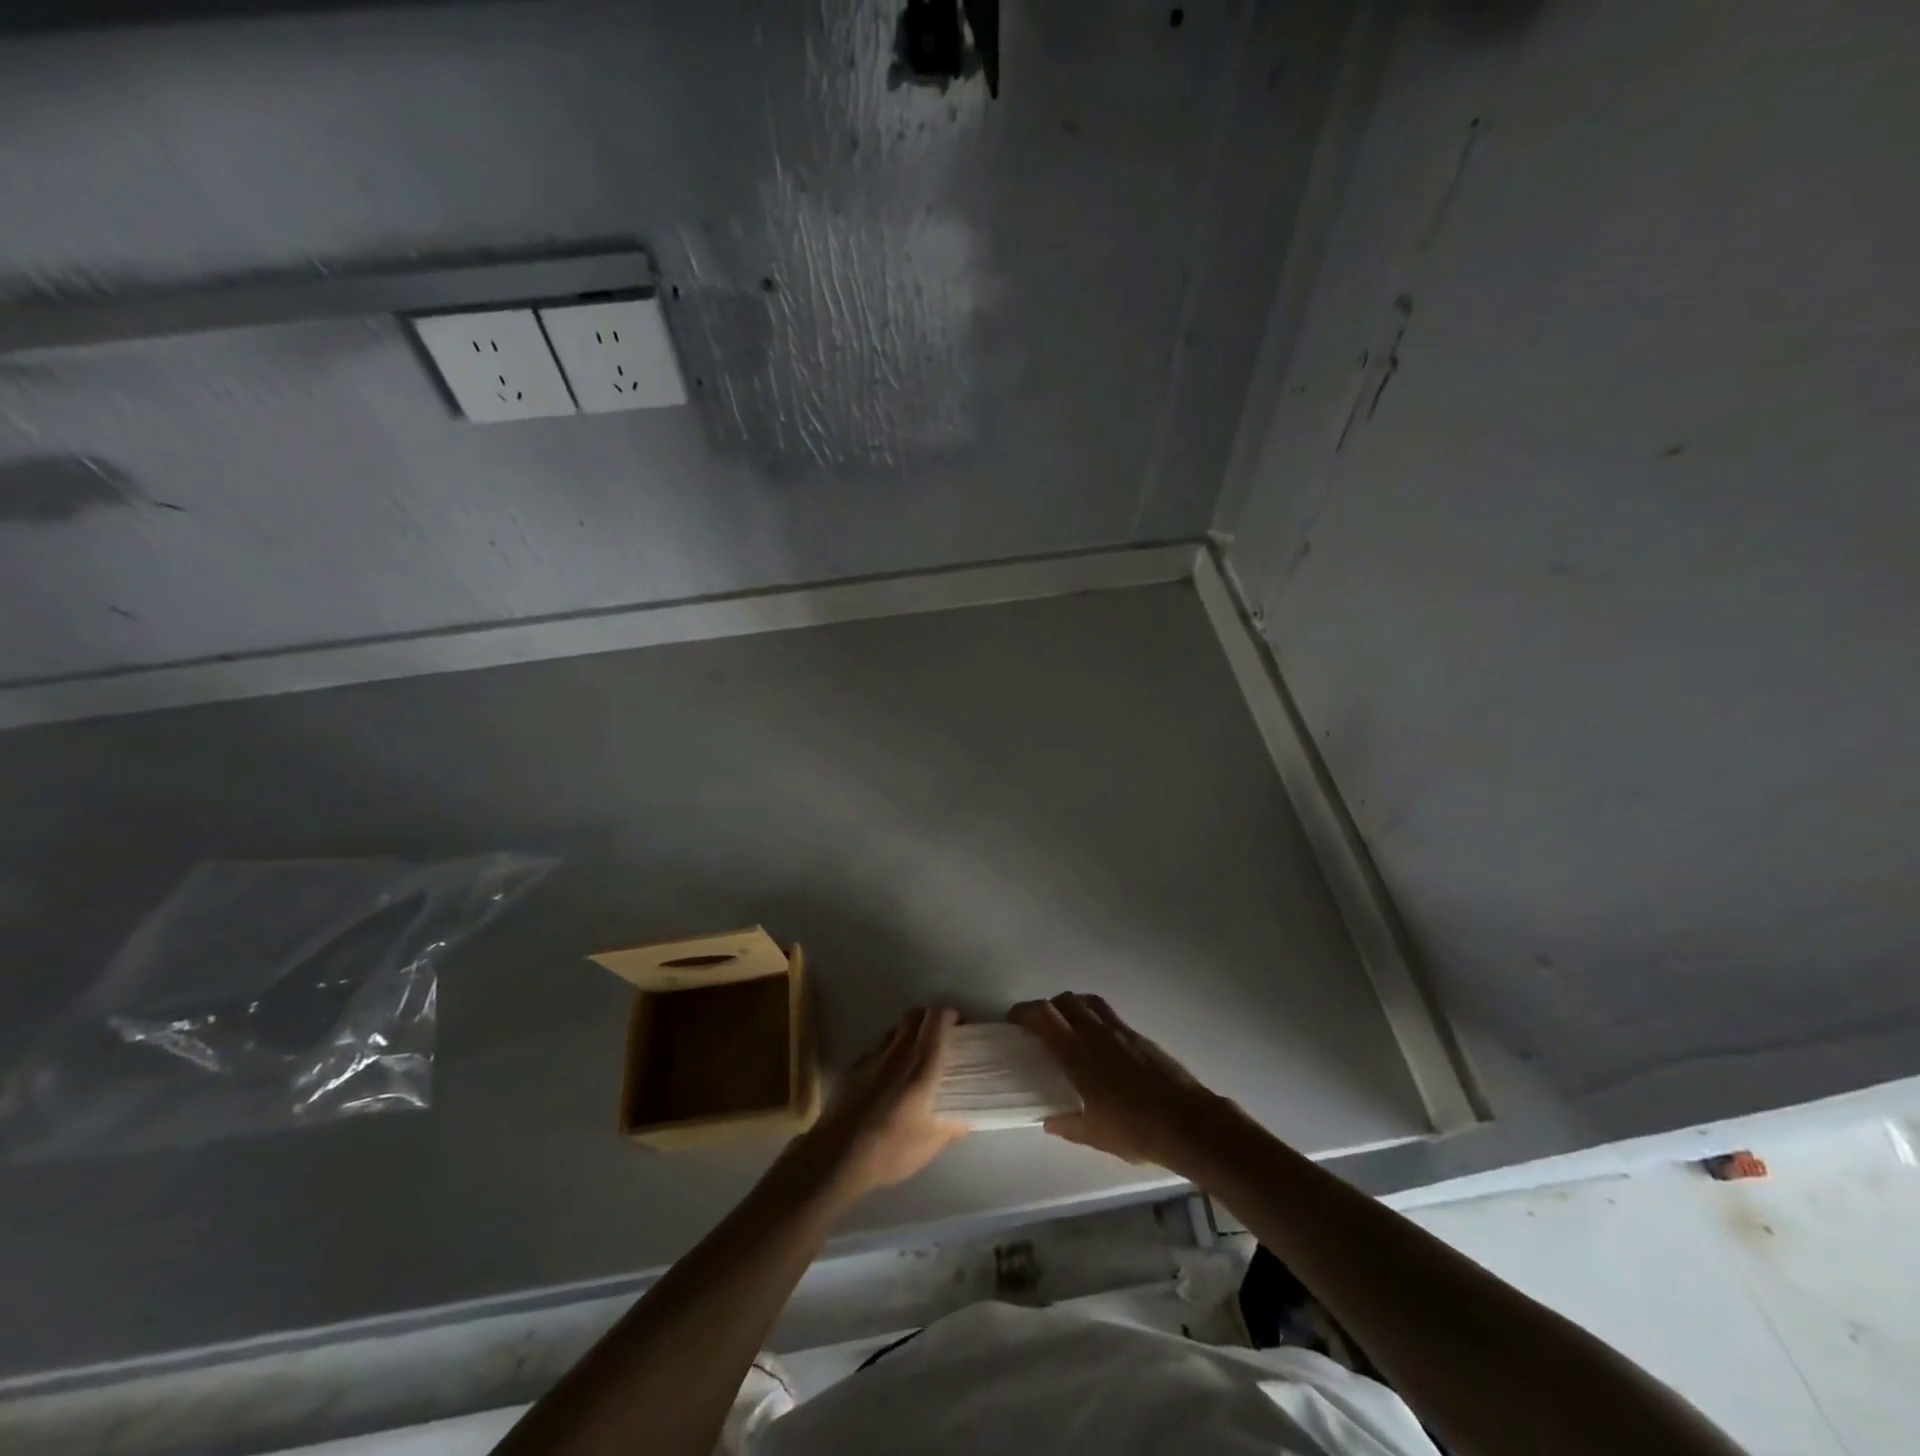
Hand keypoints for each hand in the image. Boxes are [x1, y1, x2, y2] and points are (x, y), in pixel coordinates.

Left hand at [799, 1006, 967, 1201]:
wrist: (836, 1155)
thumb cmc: (889, 1148)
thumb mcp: (928, 1145)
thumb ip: (950, 1128)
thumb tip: (965, 1120)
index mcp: (921, 1064)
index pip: (937, 1018)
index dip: (950, 1014)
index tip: (960, 1026)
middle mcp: (898, 1052)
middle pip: (915, 1014)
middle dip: (930, 1017)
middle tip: (940, 1037)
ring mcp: (873, 1057)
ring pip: (895, 1029)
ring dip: (909, 1033)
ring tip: (915, 1057)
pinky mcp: (855, 1067)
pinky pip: (878, 1049)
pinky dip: (889, 1052)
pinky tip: (889, 1078)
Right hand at [1009, 993, 1226, 1171]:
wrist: (1186, 1122)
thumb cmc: (1135, 1130)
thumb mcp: (1093, 1135)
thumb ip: (1066, 1124)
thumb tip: (1047, 1119)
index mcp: (1077, 1054)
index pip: (1042, 1016)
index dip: (1023, 1012)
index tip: (1012, 1022)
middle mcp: (1094, 1033)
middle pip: (1063, 1001)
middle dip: (1044, 1008)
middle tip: (1036, 1026)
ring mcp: (1119, 1030)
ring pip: (1086, 1001)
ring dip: (1070, 1006)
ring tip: (1065, 1026)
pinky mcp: (1138, 1035)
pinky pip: (1107, 1013)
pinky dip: (1093, 1016)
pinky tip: (1097, 1042)